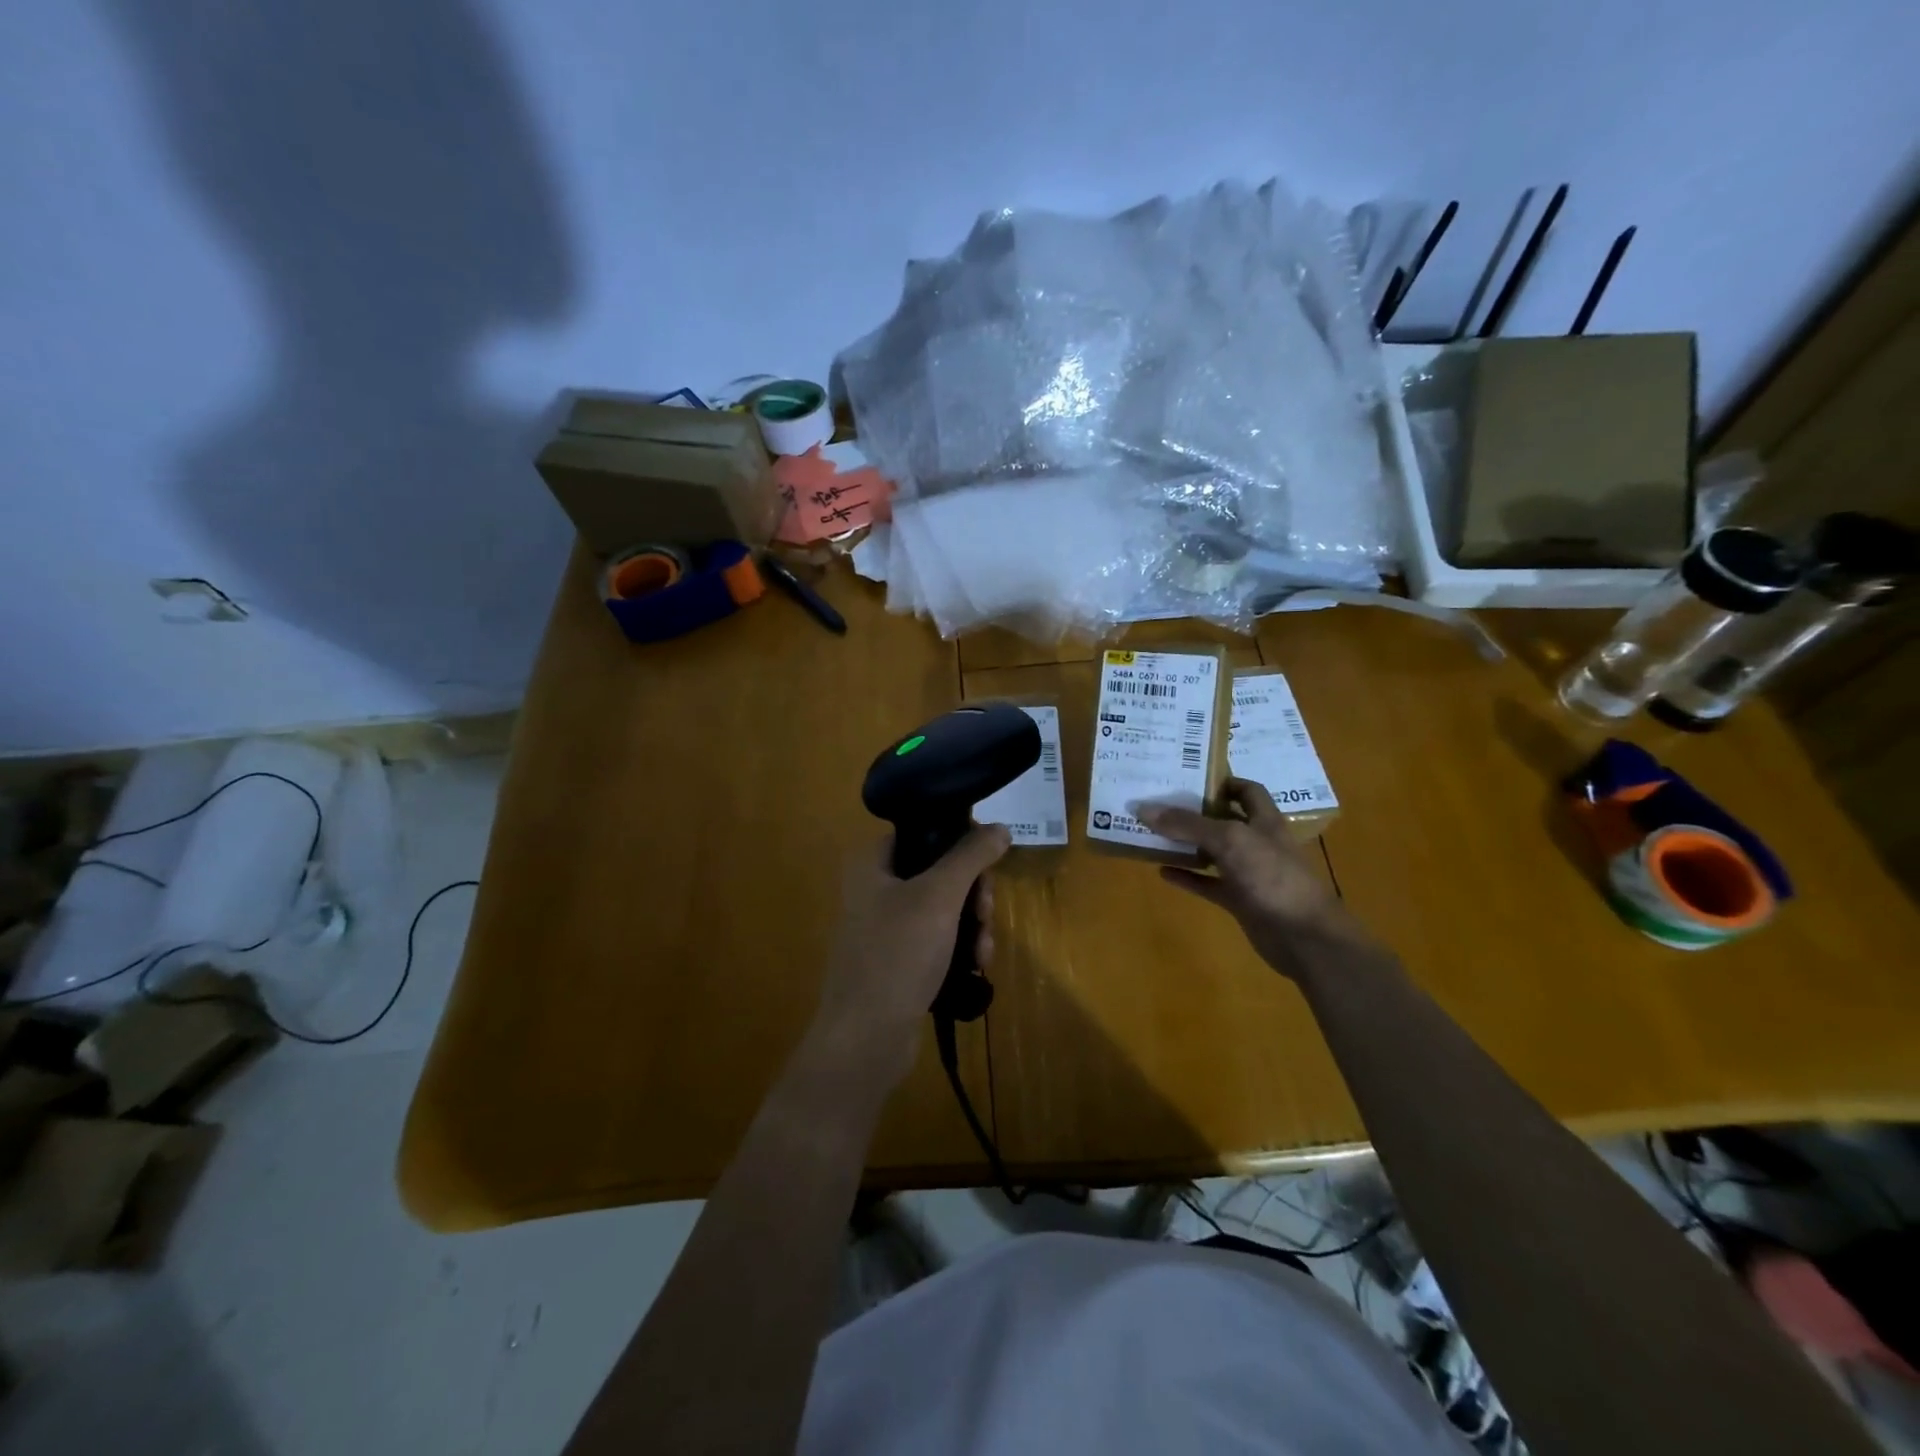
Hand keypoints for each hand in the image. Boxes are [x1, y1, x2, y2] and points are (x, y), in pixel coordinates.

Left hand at [808, 824, 1012, 1093]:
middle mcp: (874, 890)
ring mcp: (885, 929)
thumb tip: (1000, 827)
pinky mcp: (898, 963)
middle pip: (940, 873)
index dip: (960, 843)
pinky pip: (938, 942)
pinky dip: (959, 949)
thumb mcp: (939, 896)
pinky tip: (975, 968)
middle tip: (984, 914)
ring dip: (972, 926)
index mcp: (871, 864)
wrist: (865, 1039)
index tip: (986, 866)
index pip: (924, 832)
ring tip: (982, 951)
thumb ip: (971, 856)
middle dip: (972, 895)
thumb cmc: (897, 955)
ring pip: (944, 910)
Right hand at [1139, 779, 1371, 982]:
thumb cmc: (1272, 876)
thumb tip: (1144, 809)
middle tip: (1159, 802)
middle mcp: (1257, 842)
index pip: (1247, 790)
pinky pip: (1208, 884)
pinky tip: (1162, 872)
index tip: (1188, 778)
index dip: (1223, 781)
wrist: (1303, 936)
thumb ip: (1188, 824)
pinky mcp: (1239, 900)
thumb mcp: (1229, 840)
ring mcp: (1249, 873)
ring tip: (1153, 834)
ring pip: (1213, 852)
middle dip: (1195, 812)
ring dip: (1186, 845)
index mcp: (1264, 820)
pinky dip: (1187, 877)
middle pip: (1224, 820)